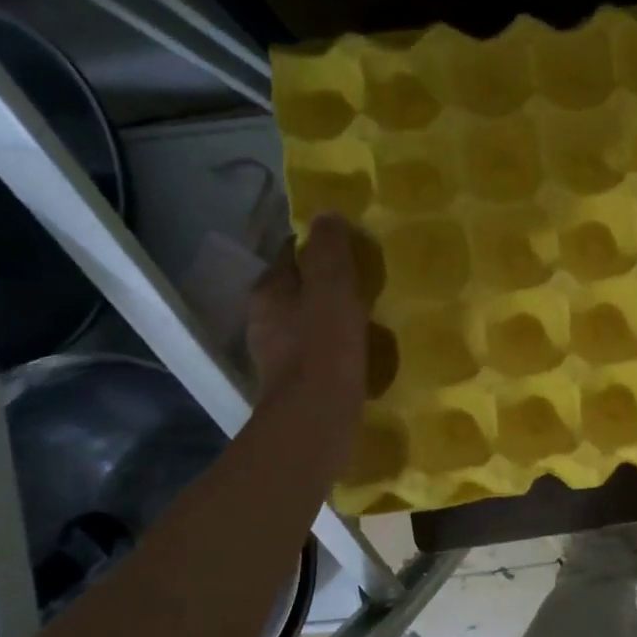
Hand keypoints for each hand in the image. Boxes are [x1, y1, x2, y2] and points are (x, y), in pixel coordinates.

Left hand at [248, 216, 367, 469]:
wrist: (315, 421)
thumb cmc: (324, 350)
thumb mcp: (332, 289)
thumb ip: (330, 251)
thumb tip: (326, 215)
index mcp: (270, 291)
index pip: (292, 254)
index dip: (320, 246)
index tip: (353, 248)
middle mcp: (265, 320)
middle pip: (299, 290)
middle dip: (328, 284)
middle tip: (367, 283)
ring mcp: (278, 355)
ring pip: (308, 323)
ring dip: (333, 318)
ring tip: (370, 318)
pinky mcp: (296, 384)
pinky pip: (319, 354)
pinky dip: (337, 348)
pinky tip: (361, 354)